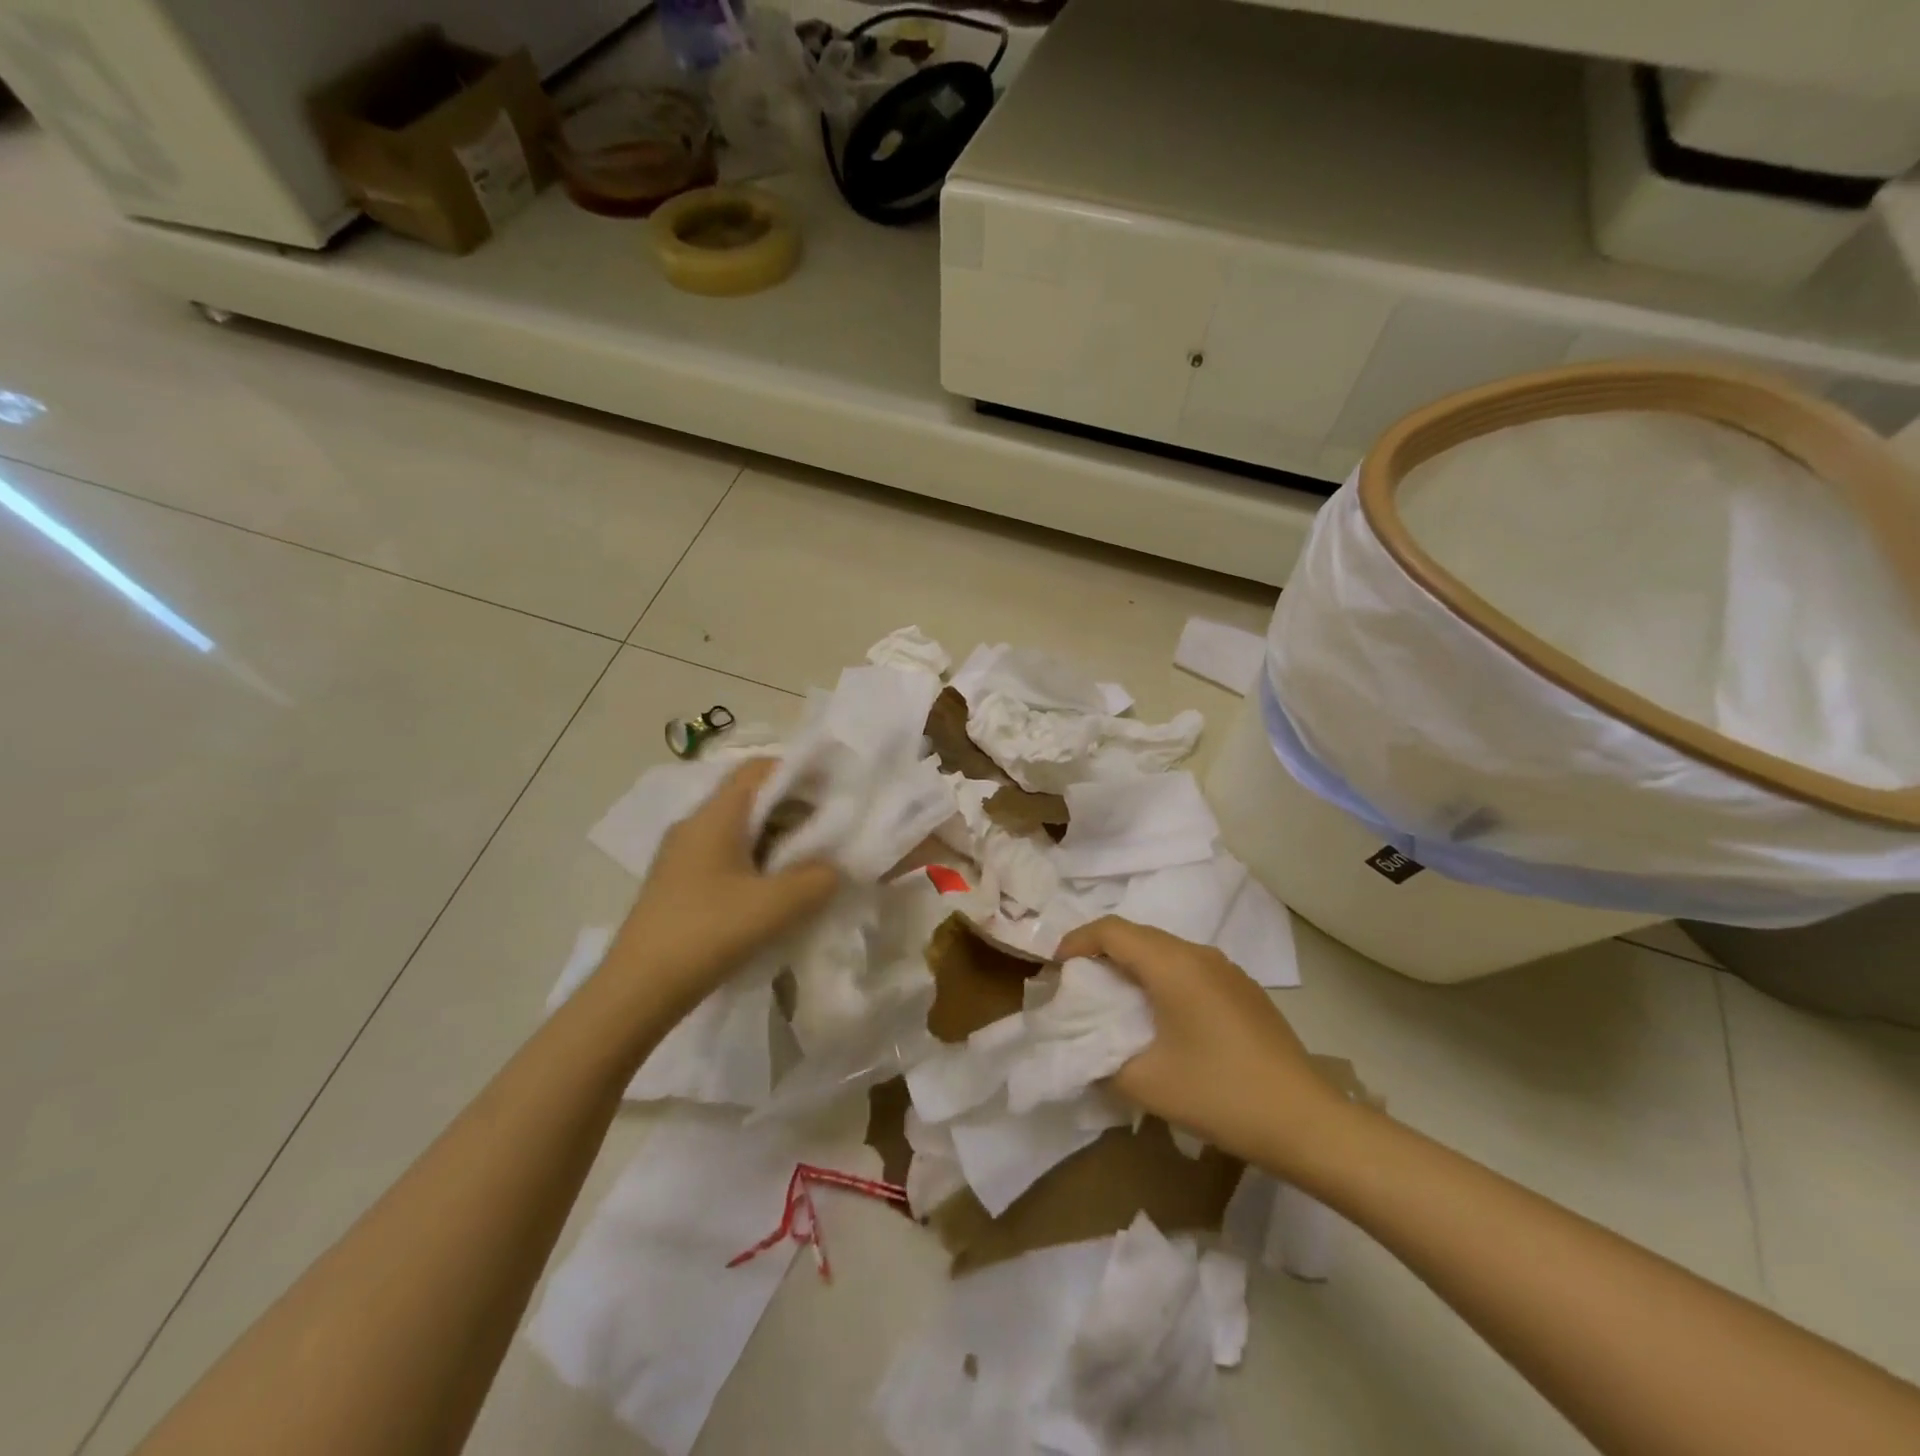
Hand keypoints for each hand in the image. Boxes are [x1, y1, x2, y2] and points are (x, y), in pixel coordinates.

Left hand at [606, 760, 838, 1017]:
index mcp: (714, 816)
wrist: (635, 992)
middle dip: (795, 811)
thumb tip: (835, 868)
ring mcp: (683, 857)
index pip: (758, 768)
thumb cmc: (706, 933)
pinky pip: (728, 858)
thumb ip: (817, 879)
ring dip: (778, 841)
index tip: (833, 792)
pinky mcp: (680, 885)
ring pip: (741, 831)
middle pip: (752, 799)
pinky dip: (758, 864)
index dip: (798, 772)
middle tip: (830, 834)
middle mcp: (695, 826)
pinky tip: (777, 894)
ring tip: (811, 866)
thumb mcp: (775, 906)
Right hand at [1056, 916, 1348, 1175]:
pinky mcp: (1244, 990)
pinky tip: (1162, 1015)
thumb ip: (1101, 1060)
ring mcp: (1228, 970)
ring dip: (1133, 965)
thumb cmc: (1220, 1094)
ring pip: (1165, 951)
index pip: (1111, 931)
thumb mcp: (1146, 1083)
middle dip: (1101, 952)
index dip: (1077, 941)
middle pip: (1138, 935)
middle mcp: (1200, 954)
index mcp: (1173, 965)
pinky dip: (1162, 978)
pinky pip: (1190, 968)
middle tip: (1078, 984)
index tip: (1056, 967)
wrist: (1307, 1121)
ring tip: (1115, 999)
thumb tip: (1085, 1050)